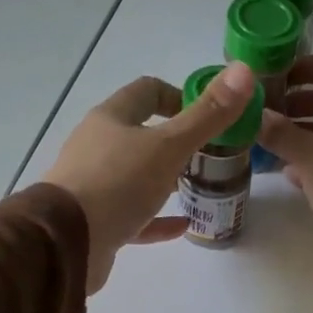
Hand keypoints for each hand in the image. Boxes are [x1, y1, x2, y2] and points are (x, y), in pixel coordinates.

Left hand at [39, 62, 257, 292]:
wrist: (67, 243)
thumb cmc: (118, 184)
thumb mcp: (169, 146)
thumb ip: (207, 114)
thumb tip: (245, 70)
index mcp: (111, 119)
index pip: (147, 92)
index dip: (179, 97)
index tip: (208, 116)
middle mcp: (98, 146)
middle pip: (140, 134)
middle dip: (175, 141)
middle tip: (210, 155)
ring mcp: (95, 185)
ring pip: (136, 176)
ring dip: (166, 179)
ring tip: (199, 187)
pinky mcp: (97, 222)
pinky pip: (134, 215)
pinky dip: (159, 219)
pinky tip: (185, 225)